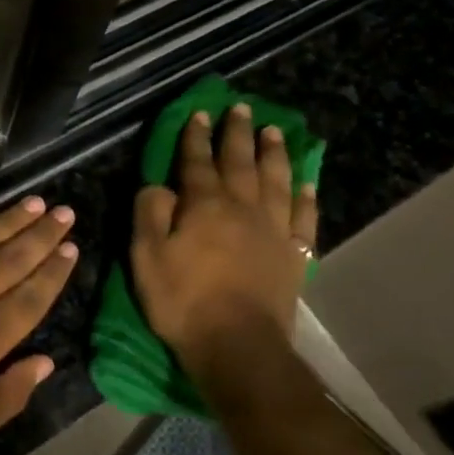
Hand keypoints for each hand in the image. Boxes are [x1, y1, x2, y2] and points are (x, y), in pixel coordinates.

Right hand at [130, 104, 318, 385]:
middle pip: (240, 162)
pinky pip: (304, 217)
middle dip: (238, 134)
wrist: (239, 346)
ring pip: (276, 180)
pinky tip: (307, 184)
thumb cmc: (184, 301)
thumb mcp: (147, 257)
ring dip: (274, 153)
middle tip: (241, 108)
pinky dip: (306, 197)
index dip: (196, 137)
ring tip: (274, 131)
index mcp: (204, 205)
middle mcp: (242, 208)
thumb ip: (150, 214)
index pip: (197, 162)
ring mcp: (274, 230)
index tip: (199, 113)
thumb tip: (159, 185)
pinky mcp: (294, 254)